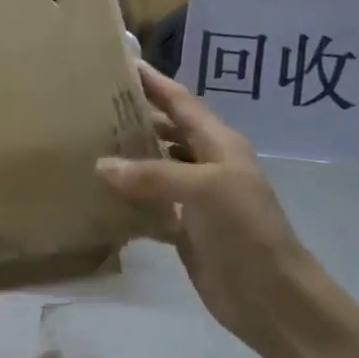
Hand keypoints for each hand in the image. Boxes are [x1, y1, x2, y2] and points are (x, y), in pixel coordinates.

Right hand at [97, 64, 315, 350]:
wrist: (270, 295)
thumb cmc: (245, 230)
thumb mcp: (204, 190)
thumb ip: (153, 175)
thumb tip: (101, 165)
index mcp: (219, 144)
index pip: (182, 103)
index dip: (155, 83)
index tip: (122, 62)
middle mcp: (208, 164)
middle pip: (168, 131)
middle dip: (136, 116)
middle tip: (93, 105)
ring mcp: (196, 198)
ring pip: (157, 166)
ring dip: (129, 156)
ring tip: (88, 144)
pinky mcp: (185, 228)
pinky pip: (150, 203)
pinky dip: (128, 197)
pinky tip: (99, 194)